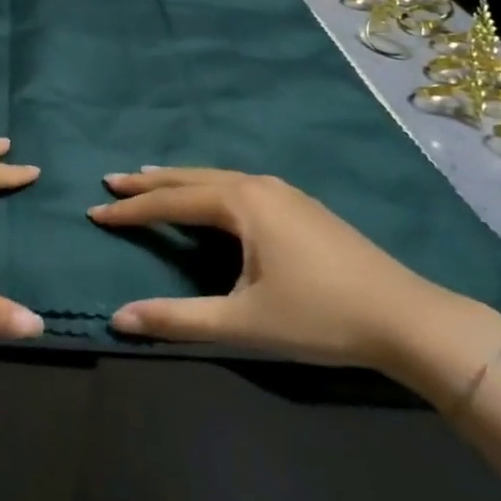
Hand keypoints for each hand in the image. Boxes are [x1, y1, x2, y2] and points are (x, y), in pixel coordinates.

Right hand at [89, 167, 472, 371]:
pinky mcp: (301, 206)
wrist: (405, 317)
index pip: (172, 202)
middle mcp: (259, 186)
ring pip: (218, 179)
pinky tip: (211, 197)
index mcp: (242, 203)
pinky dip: (209, 187)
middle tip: (113, 181)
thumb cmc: (319, 317)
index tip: (95, 212)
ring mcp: (284, 193)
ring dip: (181, 181)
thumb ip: (178, 320)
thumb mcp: (242, 323)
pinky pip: (239, 185)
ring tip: (150, 180)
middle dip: (150, 182)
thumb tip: (118, 318)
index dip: (132, 211)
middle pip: (192, 178)